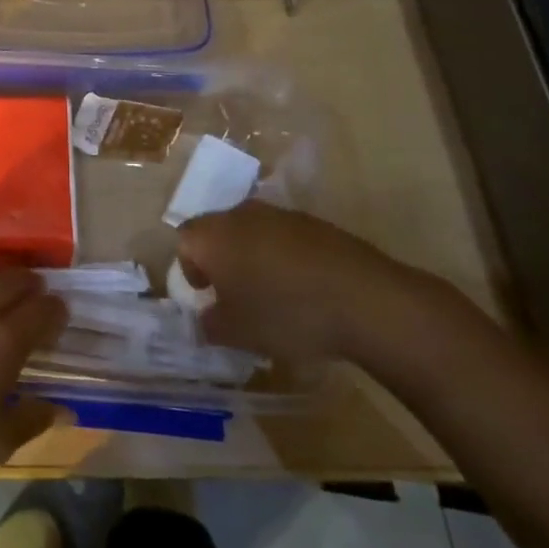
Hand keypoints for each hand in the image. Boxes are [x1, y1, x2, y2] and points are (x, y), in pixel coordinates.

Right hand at [176, 201, 445, 369]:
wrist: (363, 299)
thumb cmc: (285, 313)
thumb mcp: (237, 333)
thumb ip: (209, 325)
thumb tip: (204, 319)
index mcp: (212, 235)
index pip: (185, 242)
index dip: (191, 269)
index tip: (208, 296)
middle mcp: (239, 214)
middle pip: (218, 232)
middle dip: (222, 261)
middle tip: (237, 296)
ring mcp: (279, 214)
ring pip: (252, 233)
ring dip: (254, 257)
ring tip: (274, 295)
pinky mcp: (314, 222)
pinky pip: (285, 238)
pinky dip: (286, 258)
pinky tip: (306, 289)